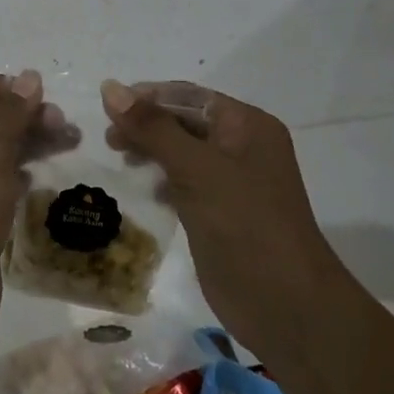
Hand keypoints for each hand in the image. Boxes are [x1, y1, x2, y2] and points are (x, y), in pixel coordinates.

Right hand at [100, 79, 334, 344]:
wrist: (286, 306)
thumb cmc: (244, 224)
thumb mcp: (195, 168)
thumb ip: (151, 127)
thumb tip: (110, 87)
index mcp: (247, 125)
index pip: (188, 96)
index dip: (147, 97)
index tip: (107, 108)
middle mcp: (243, 146)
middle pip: (184, 121)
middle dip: (146, 125)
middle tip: (110, 140)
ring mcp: (234, 182)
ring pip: (183, 152)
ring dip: (151, 151)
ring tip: (122, 160)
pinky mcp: (223, 213)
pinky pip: (186, 182)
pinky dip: (163, 180)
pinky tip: (148, 191)